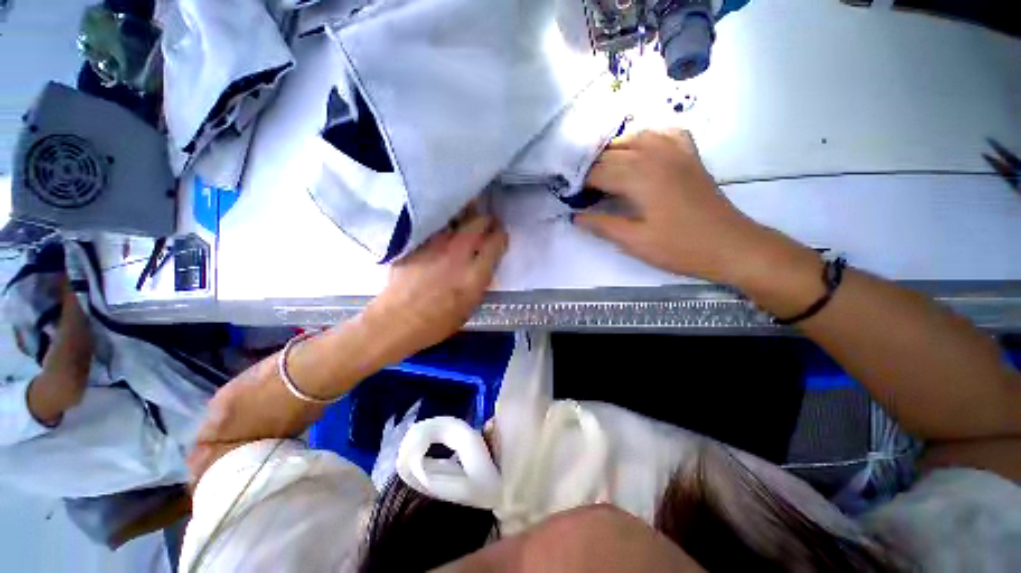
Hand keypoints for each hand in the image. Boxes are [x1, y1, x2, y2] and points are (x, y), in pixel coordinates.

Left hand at [367, 214, 507, 353]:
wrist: (395, 321)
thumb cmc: (436, 323)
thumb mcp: (469, 307)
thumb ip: (480, 282)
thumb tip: (484, 266)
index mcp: (475, 273)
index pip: (496, 242)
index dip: (501, 237)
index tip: (501, 237)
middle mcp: (458, 254)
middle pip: (479, 223)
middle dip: (487, 221)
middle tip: (489, 224)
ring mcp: (436, 245)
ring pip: (457, 220)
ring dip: (467, 219)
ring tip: (469, 223)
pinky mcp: (419, 243)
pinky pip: (438, 228)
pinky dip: (447, 227)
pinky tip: (446, 233)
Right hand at [574, 129, 773, 284]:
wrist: (730, 245)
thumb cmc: (679, 247)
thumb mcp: (635, 242)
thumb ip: (602, 225)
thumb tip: (575, 217)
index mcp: (640, 177)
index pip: (599, 171)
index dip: (580, 182)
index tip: (569, 196)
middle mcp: (656, 155)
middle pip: (612, 152)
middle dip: (592, 167)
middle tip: (581, 188)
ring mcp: (676, 151)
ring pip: (635, 137)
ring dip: (613, 150)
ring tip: (602, 170)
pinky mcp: (689, 155)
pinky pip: (664, 133)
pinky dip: (646, 137)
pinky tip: (639, 148)